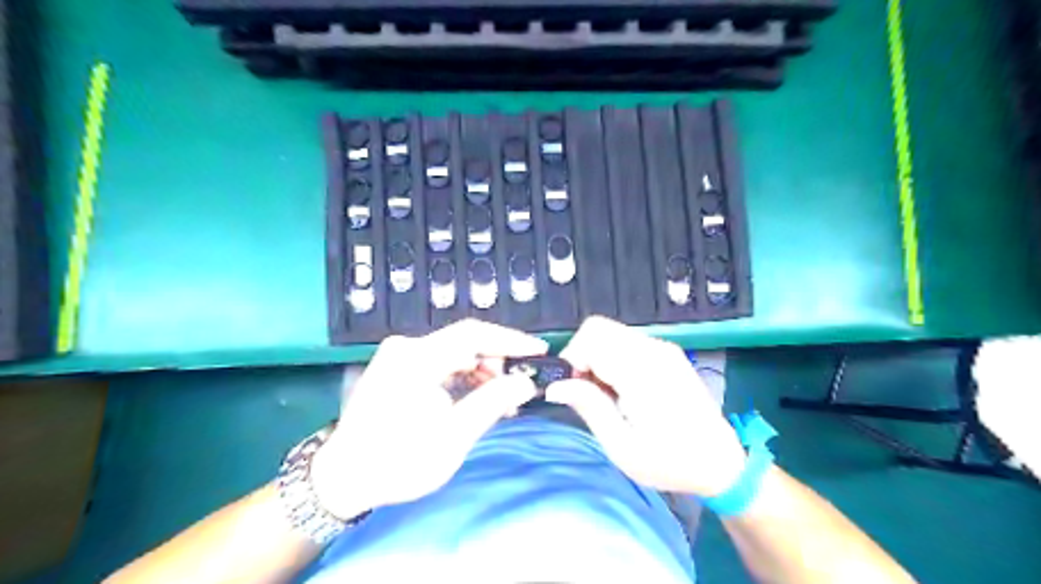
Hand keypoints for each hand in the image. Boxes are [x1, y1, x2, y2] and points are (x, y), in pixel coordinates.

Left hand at [306, 318, 545, 520]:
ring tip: (502, 400)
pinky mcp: (398, 367)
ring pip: (455, 353)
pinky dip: (463, 378)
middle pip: (465, 342)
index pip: (474, 334)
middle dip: (498, 362)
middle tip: (520, 388)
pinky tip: (477, 398)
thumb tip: (525, 382)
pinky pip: (441, 363)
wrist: (342, 478)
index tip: (539, 352)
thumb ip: (492, 403)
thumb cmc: (398, 460)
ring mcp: (399, 355)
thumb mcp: (453, 437)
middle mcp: (407, 347)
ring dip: (482, 372)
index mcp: (417, 358)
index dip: (511, 340)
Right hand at [549, 317, 743, 499]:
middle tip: (587, 392)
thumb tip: (555, 386)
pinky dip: (612, 358)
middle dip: (582, 355)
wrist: (720, 462)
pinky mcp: (667, 352)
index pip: (592, 336)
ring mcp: (663, 348)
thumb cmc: (670, 462)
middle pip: (598, 327)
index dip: (573, 358)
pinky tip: (622, 389)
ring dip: (597, 357)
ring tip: (606, 395)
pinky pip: (626, 341)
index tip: (574, 390)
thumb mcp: (622, 446)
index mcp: (642, 371)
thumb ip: (589, 407)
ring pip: (610, 333)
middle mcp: (653, 349)